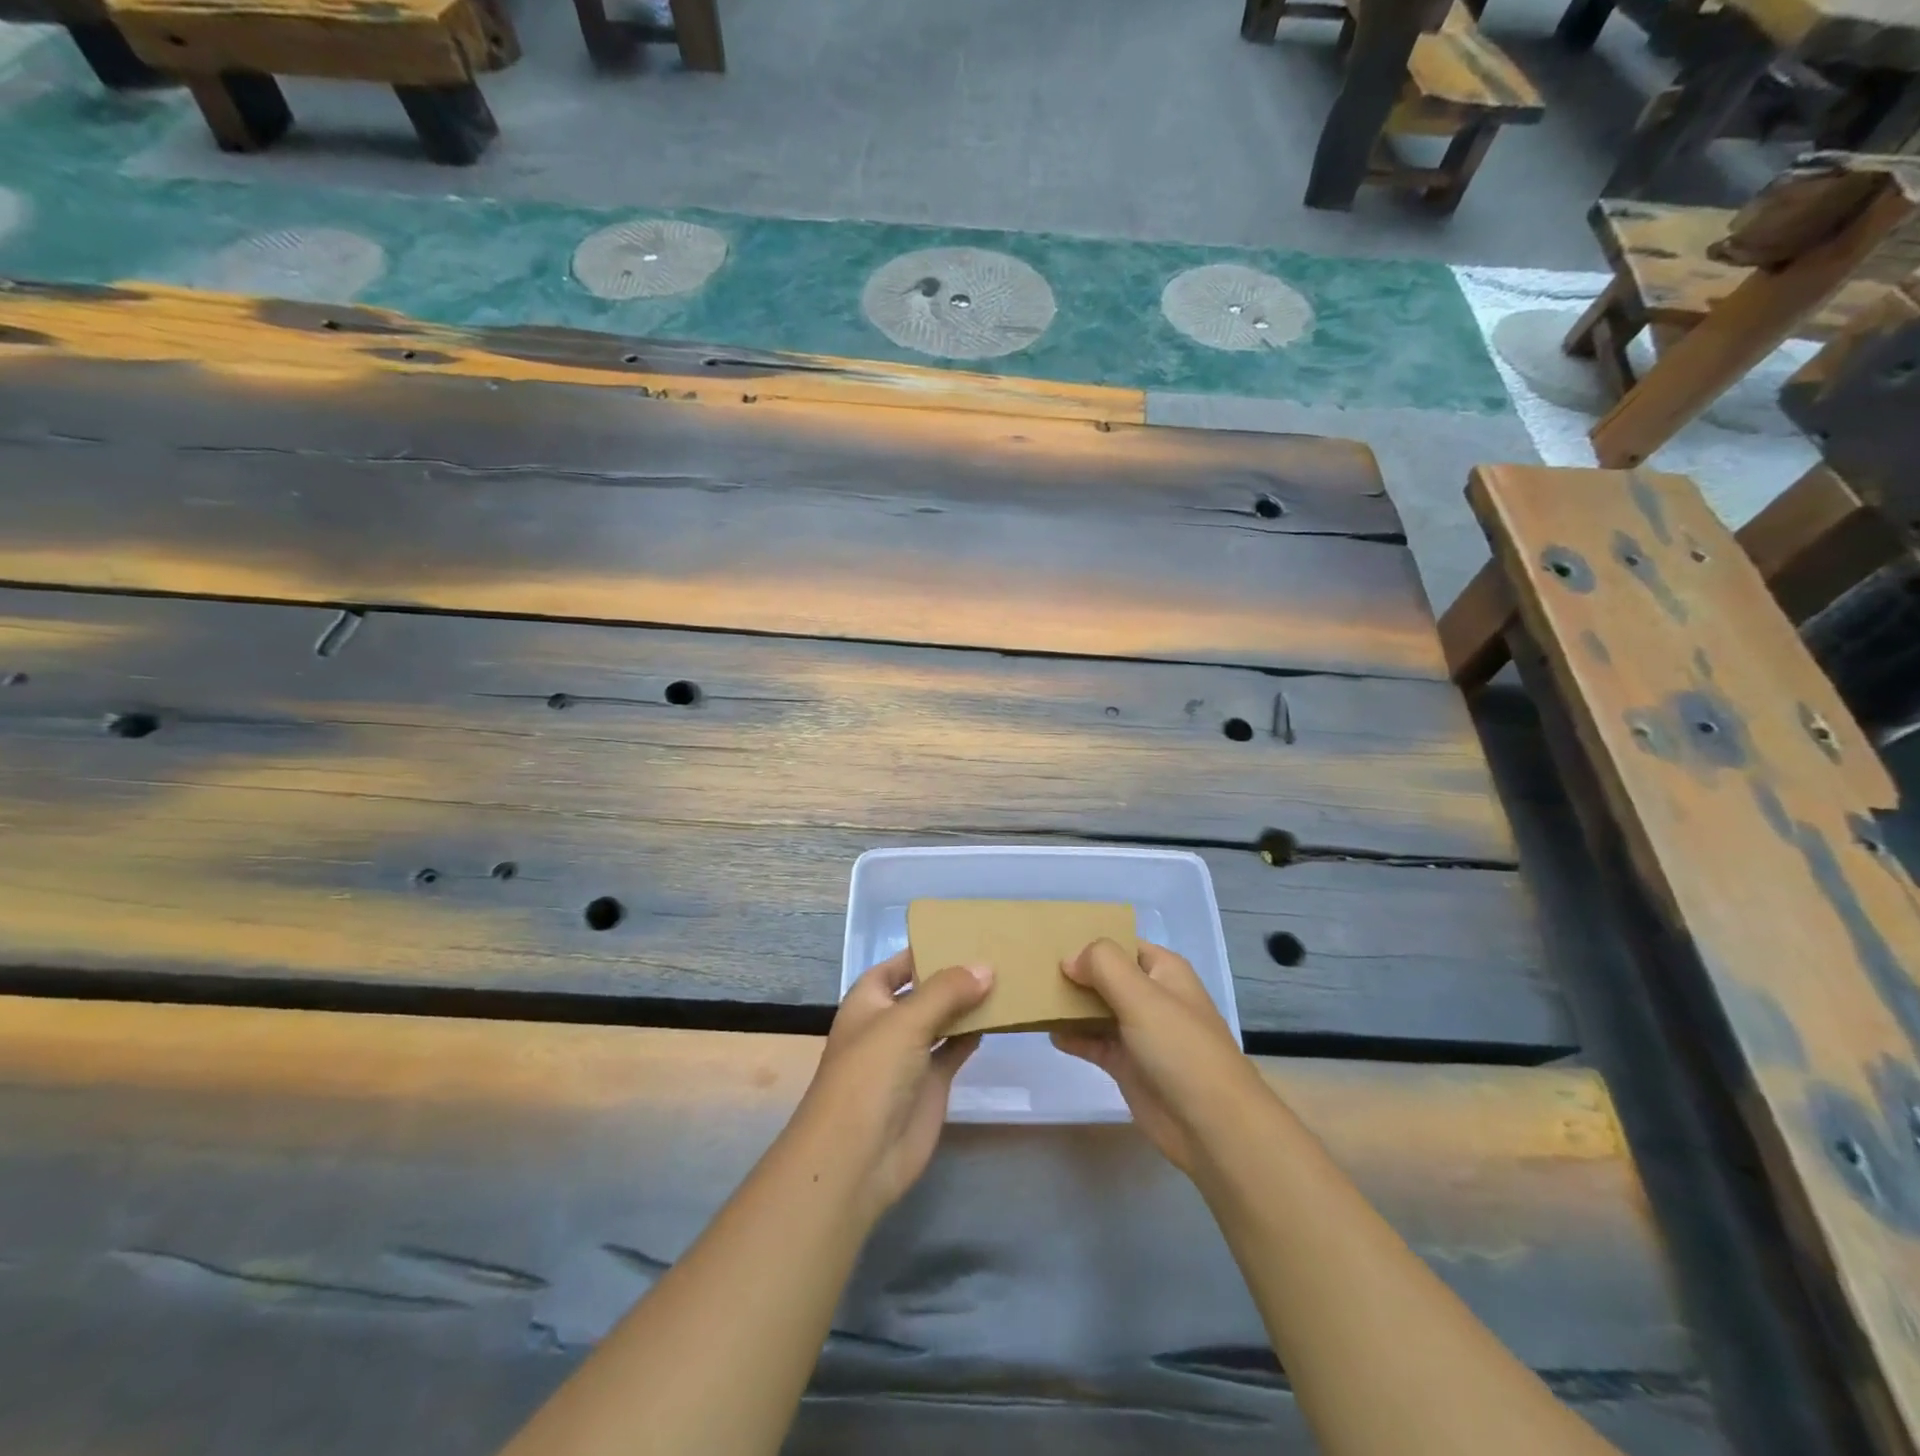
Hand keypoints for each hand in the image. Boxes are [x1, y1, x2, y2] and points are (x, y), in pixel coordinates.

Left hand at [789, 951, 992, 1222]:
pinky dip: (975, 1034)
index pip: (899, 964)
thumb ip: (947, 991)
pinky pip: (956, 1049)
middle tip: (998, 951)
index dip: (926, 949)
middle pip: (926, 990)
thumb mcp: (906, 1021)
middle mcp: (890, 1022)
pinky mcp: (931, 1083)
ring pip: (944, 1019)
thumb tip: (986, 967)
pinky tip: (1001, 1017)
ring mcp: (911, 1054)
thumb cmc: (870, 1074)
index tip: (965, 932)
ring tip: (1008, 977)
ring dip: (969, 1003)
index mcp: (870, 999)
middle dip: (955, 974)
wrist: (857, 1157)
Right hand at [1051, 939, 1266, 1175]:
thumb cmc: (1180, 1048)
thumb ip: (1103, 965)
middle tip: (1031, 968)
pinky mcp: (1127, 1066)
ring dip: (1069, 1005)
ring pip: (1097, 1009)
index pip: (1122, 943)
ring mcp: (1139, 1033)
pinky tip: (1049, 1033)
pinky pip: (1094, 1042)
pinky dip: (1073, 1037)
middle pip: (1106, 976)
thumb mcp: (1142, 995)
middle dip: (1074, 972)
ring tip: (1032, 996)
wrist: (1211, 1126)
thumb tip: (1069, 959)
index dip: (1091, 941)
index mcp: (1163, 971)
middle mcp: (1151, 997)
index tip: (1051, 940)